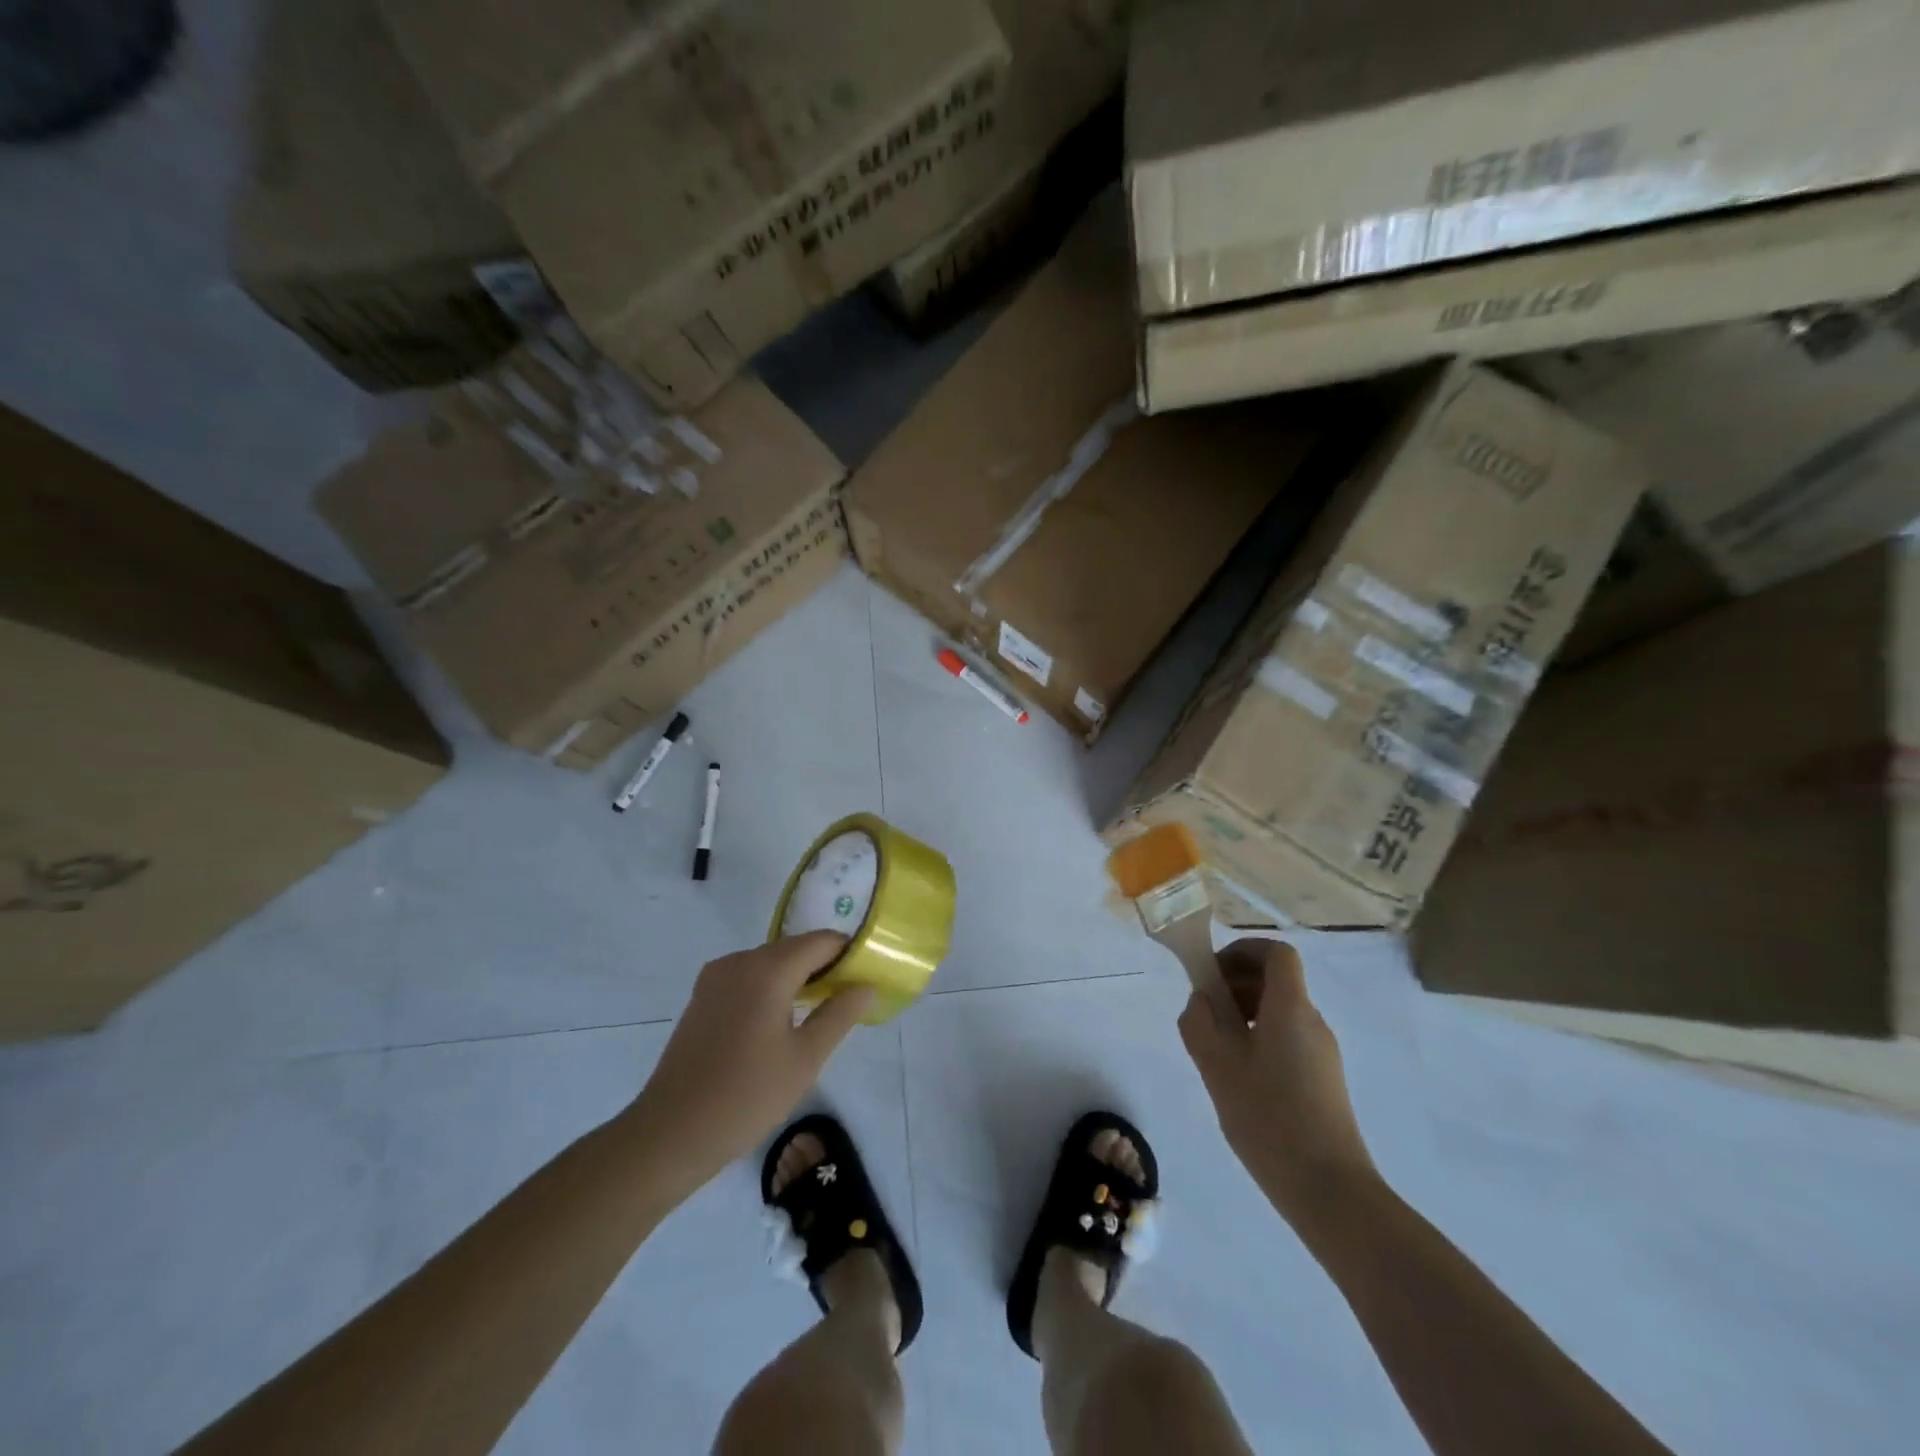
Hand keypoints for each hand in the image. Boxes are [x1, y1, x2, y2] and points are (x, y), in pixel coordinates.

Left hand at [631, 932, 873, 1193]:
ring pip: (770, 962)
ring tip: (818, 1012)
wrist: (671, 1133)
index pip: (822, 941)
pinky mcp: (702, 997)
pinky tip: (780, 1022)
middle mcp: (740, 961)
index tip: (868, 978)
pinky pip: (748, 977)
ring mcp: (716, 977)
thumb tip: (866, 985)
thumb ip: (840, 1013)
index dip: (849, 954)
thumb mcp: (806, 1058)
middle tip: (849, 999)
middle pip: (795, 948)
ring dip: (797, 977)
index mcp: (768, 969)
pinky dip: (771, 987)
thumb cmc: (747, 1096)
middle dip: (825, 966)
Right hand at [1178, 938, 1375, 1226]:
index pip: (1276, 953)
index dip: (1243, 951)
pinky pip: (1288, 1039)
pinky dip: (1260, 1039)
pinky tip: (1240, 1077)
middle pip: (1277, 980)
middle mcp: (1312, 1022)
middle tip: (1206, 1013)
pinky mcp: (1324, 1081)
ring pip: (1280, 1011)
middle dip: (1237, 983)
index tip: (1213, 972)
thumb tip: (1202, 1000)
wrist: (1330, 1191)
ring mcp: (1323, 1053)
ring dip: (1245, 1013)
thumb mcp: (1217, 1066)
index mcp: (1291, 1008)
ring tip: (1217, 1049)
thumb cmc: (1269, 1118)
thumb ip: (1200, 1022)